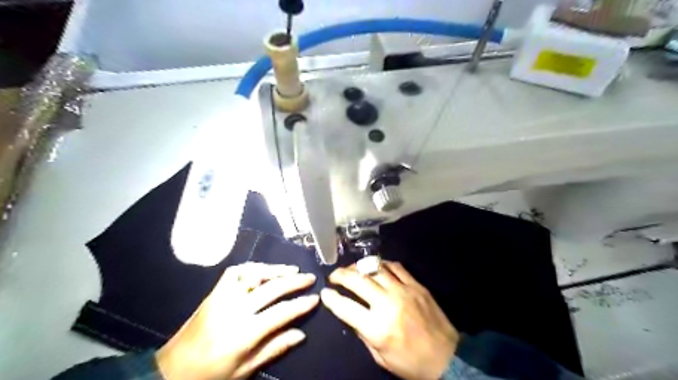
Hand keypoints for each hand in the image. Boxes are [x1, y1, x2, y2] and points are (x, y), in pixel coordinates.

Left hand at [158, 262, 318, 378]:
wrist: (171, 371)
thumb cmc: (211, 375)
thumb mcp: (245, 370)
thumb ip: (274, 349)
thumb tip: (301, 334)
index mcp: (243, 333)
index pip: (280, 312)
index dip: (301, 304)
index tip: (315, 298)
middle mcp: (234, 310)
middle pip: (271, 288)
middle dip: (294, 281)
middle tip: (310, 277)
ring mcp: (222, 297)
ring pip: (253, 274)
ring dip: (275, 269)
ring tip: (291, 269)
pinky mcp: (214, 292)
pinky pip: (235, 272)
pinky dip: (252, 267)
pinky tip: (262, 270)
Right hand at [320, 261, 457, 379]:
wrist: (447, 358)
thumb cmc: (410, 363)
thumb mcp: (380, 356)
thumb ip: (363, 333)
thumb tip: (349, 313)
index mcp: (377, 328)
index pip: (346, 307)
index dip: (331, 298)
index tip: (325, 293)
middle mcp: (388, 304)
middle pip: (358, 280)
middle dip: (340, 275)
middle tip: (334, 275)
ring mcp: (404, 291)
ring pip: (375, 268)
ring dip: (359, 266)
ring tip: (352, 269)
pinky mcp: (416, 285)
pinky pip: (396, 267)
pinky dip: (382, 264)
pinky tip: (376, 267)